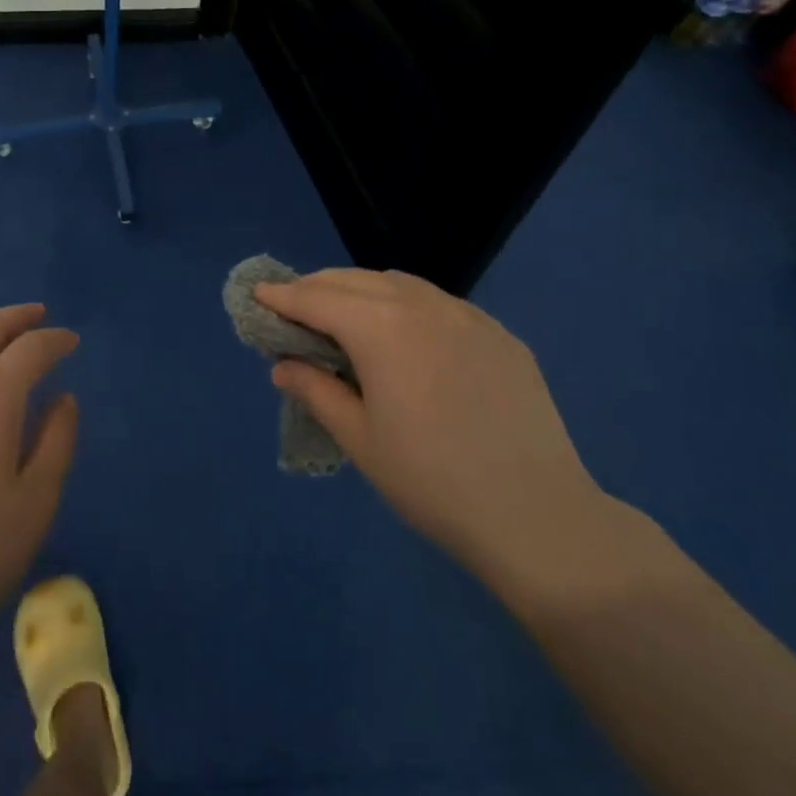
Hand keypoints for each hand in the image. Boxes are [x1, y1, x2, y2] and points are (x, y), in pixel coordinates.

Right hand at [255, 269, 605, 586]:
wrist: (537, 516)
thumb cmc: (432, 482)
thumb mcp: (359, 439)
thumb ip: (316, 390)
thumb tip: (283, 365)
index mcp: (380, 326)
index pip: (316, 298)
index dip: (282, 296)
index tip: (257, 294)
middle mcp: (421, 304)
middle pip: (354, 280)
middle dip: (317, 288)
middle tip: (293, 308)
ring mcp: (467, 315)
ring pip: (398, 283)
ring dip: (361, 290)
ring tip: (345, 317)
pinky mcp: (499, 334)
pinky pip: (439, 303)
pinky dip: (406, 305)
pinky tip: (407, 337)